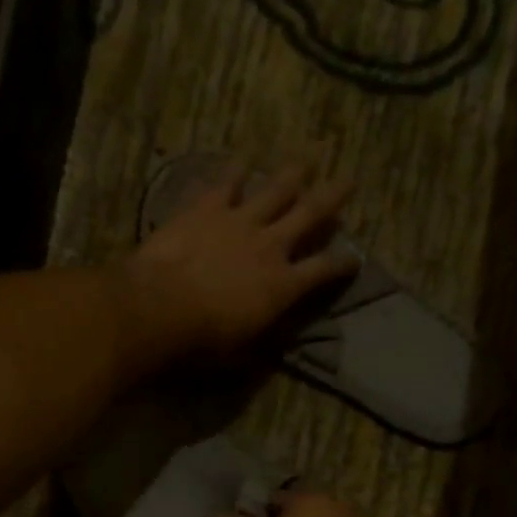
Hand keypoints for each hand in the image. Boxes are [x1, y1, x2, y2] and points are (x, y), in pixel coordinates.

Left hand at [115, 159, 359, 369]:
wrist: (161, 306)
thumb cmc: (203, 340)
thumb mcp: (240, 355)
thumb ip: (260, 350)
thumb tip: (273, 354)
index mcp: (283, 286)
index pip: (323, 270)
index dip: (342, 264)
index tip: (354, 258)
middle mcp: (270, 246)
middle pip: (310, 215)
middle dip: (332, 197)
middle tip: (348, 180)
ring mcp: (239, 221)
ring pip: (274, 190)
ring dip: (291, 175)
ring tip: (303, 161)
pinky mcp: (207, 208)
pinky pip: (225, 184)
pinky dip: (234, 173)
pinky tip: (240, 162)